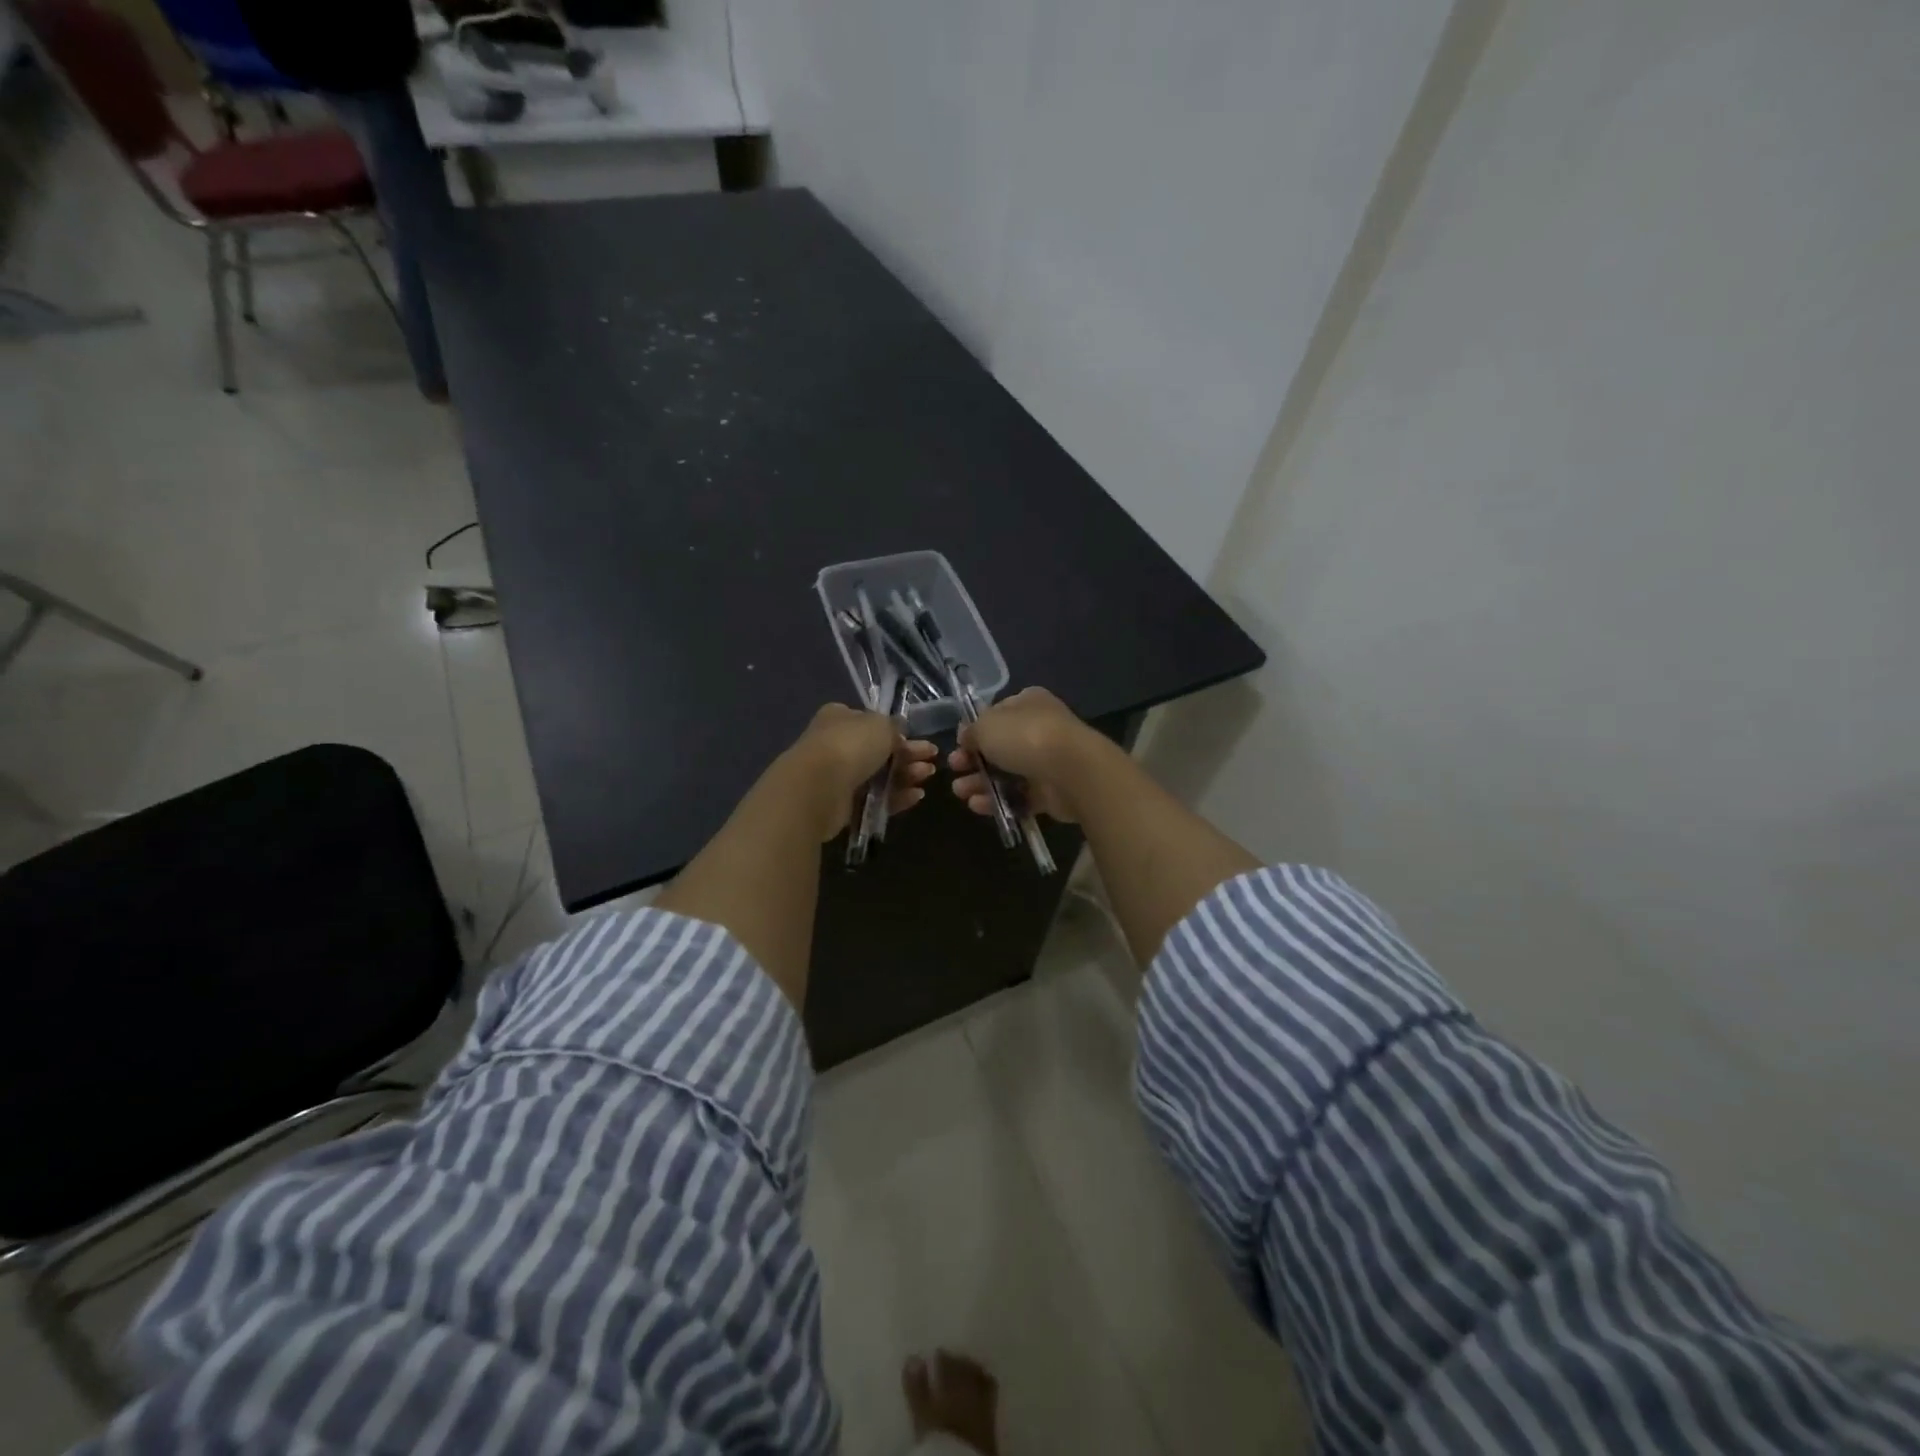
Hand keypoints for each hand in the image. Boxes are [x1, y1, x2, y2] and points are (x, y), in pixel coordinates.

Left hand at [790, 703, 937, 840]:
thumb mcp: (881, 725)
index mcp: (840, 718)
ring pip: (879, 775)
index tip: (919, 739)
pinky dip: (896, 797)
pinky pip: (874, 799)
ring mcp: (837, 775)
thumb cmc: (850, 745)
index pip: (872, 722)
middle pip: (879, 750)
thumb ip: (894, 728)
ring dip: (906, 775)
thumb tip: (898, 734)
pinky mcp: (841, 804)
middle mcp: (836, 744)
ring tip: (928, 776)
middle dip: (908, 755)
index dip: (897, 731)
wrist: (818, 787)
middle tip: (932, 760)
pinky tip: (916, 796)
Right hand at [949, 687, 1096, 822]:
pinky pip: (1019, 796)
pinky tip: (977, 806)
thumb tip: (966, 737)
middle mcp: (1039, 729)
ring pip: (1006, 773)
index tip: (958, 744)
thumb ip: (972, 731)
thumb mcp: (986, 725)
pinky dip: (998, 801)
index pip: (996, 714)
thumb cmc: (1025, 737)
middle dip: (973, 760)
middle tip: (955, 769)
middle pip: (999, 746)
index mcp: (1027, 704)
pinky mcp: (1051, 791)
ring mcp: (1047, 761)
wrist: (1071, 770)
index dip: (975, 729)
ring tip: (960, 793)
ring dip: (980, 783)